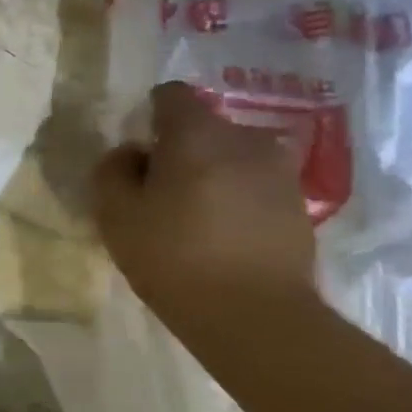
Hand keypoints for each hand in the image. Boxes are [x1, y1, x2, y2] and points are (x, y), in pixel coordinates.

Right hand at [92, 82, 318, 337]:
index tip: (138, 150)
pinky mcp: (299, 205)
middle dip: (180, 148)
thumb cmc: (174, 257)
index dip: (149, 115)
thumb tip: (130, 153)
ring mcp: (279, 172)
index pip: (171, 95)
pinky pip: (255, 184)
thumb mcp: (116, 214)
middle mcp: (246, 139)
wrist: (256, 316)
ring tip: (193, 214)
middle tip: (159, 190)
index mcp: (198, 133)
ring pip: (233, 156)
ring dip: (211, 173)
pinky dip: (236, 197)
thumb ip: (112, 171)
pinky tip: (222, 234)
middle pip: (204, 127)